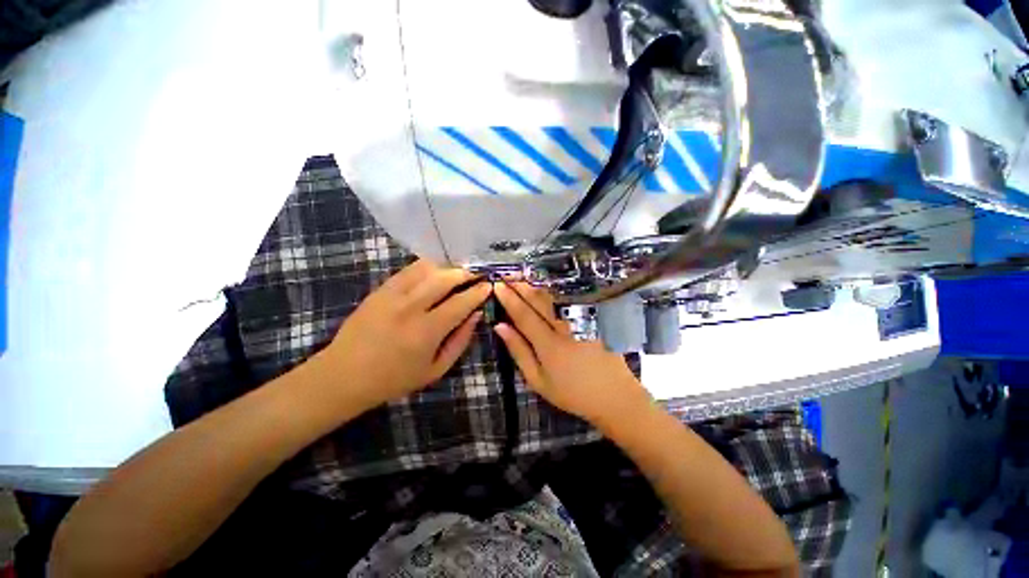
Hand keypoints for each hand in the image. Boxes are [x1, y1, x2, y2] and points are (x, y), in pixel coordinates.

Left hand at [318, 260, 491, 410]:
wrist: (344, 375)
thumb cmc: (395, 379)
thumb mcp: (436, 369)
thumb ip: (460, 341)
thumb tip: (476, 315)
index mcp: (426, 331)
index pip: (461, 303)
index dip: (478, 292)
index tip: (488, 285)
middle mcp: (411, 307)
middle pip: (445, 279)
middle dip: (466, 273)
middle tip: (476, 273)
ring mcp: (392, 295)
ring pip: (427, 269)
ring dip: (447, 266)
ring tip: (458, 270)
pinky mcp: (380, 289)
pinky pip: (408, 270)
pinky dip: (426, 266)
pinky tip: (435, 269)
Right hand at [493, 282, 650, 427]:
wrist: (613, 395)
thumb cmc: (571, 392)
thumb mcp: (538, 380)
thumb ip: (519, 351)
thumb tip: (500, 327)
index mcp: (548, 345)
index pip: (523, 314)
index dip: (509, 298)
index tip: (497, 285)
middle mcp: (564, 327)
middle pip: (539, 300)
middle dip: (520, 285)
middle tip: (506, 275)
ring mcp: (581, 320)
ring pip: (554, 296)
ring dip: (536, 284)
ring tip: (521, 276)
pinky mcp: (593, 317)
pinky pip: (569, 298)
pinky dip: (554, 290)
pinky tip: (545, 285)